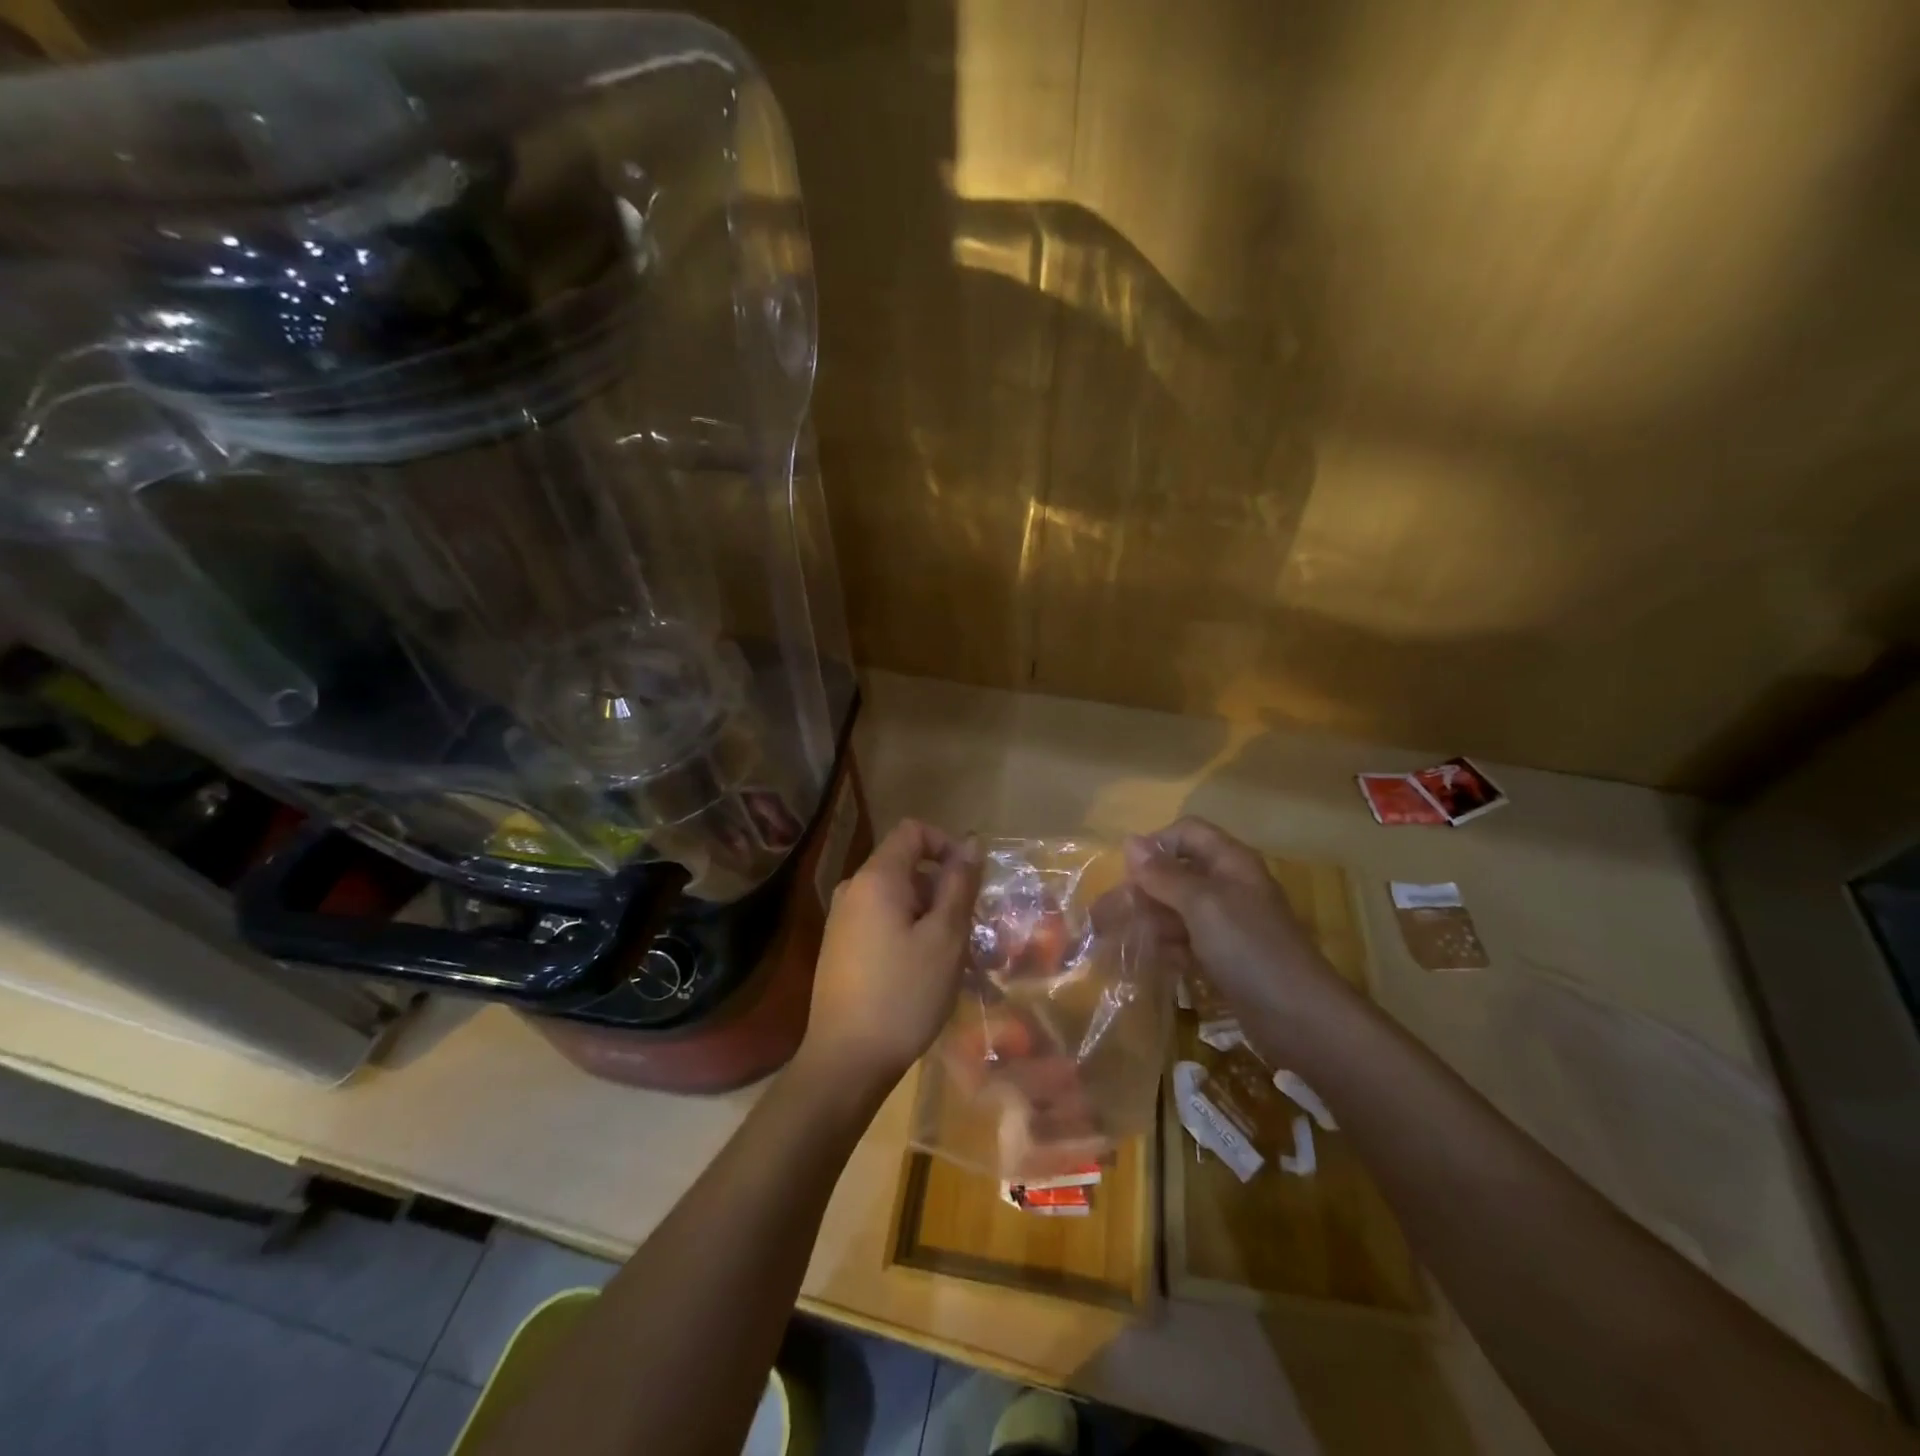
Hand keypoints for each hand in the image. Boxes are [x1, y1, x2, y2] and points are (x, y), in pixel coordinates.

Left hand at [799, 819, 982, 1092]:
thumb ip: (958, 885)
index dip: (946, 844)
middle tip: (965, 930)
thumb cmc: (903, 994)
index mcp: (876, 878)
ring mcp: (841, 919)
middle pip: (905, 865)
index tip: (969, 882)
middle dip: (940, 887)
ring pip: (895, 896)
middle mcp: (852, 889)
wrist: (845, 1061)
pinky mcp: (838, 946)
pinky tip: (920, 972)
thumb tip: (970, 844)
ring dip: (927, 914)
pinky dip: (906, 931)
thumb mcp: (945, 938)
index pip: (913, 831)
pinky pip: (880, 920)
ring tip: (947, 957)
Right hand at [1124, 816, 1344, 1033]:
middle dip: (1142, 890)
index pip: (1186, 833)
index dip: (1155, 845)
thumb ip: (1165, 874)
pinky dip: (1165, 947)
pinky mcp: (1224, 957)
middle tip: (1105, 914)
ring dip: (1148, 921)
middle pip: (1177, 873)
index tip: (1127, 873)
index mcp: (1230, 862)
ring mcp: (1227, 924)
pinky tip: (1146, 961)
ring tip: (1114, 941)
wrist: (1300, 1018)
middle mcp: (1228, 886)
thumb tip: (1129, 841)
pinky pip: (1186, 941)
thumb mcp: (1203, 904)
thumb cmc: (1249, 948)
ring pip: (1177, 910)